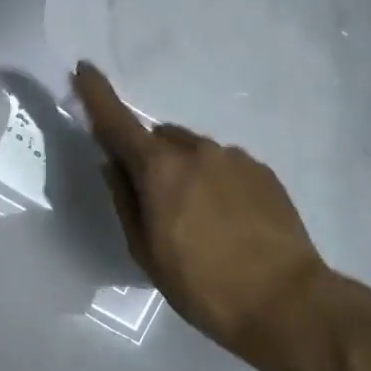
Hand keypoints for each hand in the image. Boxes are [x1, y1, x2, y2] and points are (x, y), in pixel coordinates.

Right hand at [74, 62, 361, 370]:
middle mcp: (197, 150)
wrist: (287, 302)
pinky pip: (224, 165)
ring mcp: (235, 157)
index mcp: (160, 169)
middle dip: (149, 158)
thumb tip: (112, 164)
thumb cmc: (203, 286)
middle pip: (159, 138)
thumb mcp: (147, 252)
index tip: (84, 69)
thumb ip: (125, 201)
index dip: (96, 94)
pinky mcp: (263, 171)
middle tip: (156, 203)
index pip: (118, 121)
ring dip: (184, 171)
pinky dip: (215, 181)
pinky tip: (227, 220)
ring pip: (194, 151)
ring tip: (198, 219)